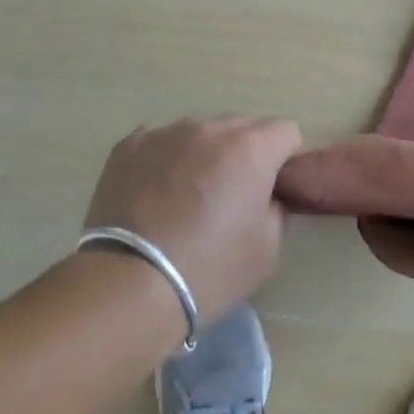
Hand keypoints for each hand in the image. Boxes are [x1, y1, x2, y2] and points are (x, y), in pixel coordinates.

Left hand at [82, 117, 301, 327]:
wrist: (129, 285)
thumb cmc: (209, 270)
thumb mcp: (267, 248)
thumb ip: (276, 207)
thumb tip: (266, 195)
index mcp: (250, 148)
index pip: (285, 131)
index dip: (284, 159)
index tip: (272, 188)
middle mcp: (209, 128)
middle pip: (241, 127)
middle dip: (244, 154)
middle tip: (230, 197)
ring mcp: (165, 133)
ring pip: (198, 133)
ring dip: (203, 155)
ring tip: (185, 199)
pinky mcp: (128, 146)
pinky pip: (159, 143)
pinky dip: (165, 161)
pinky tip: (154, 195)